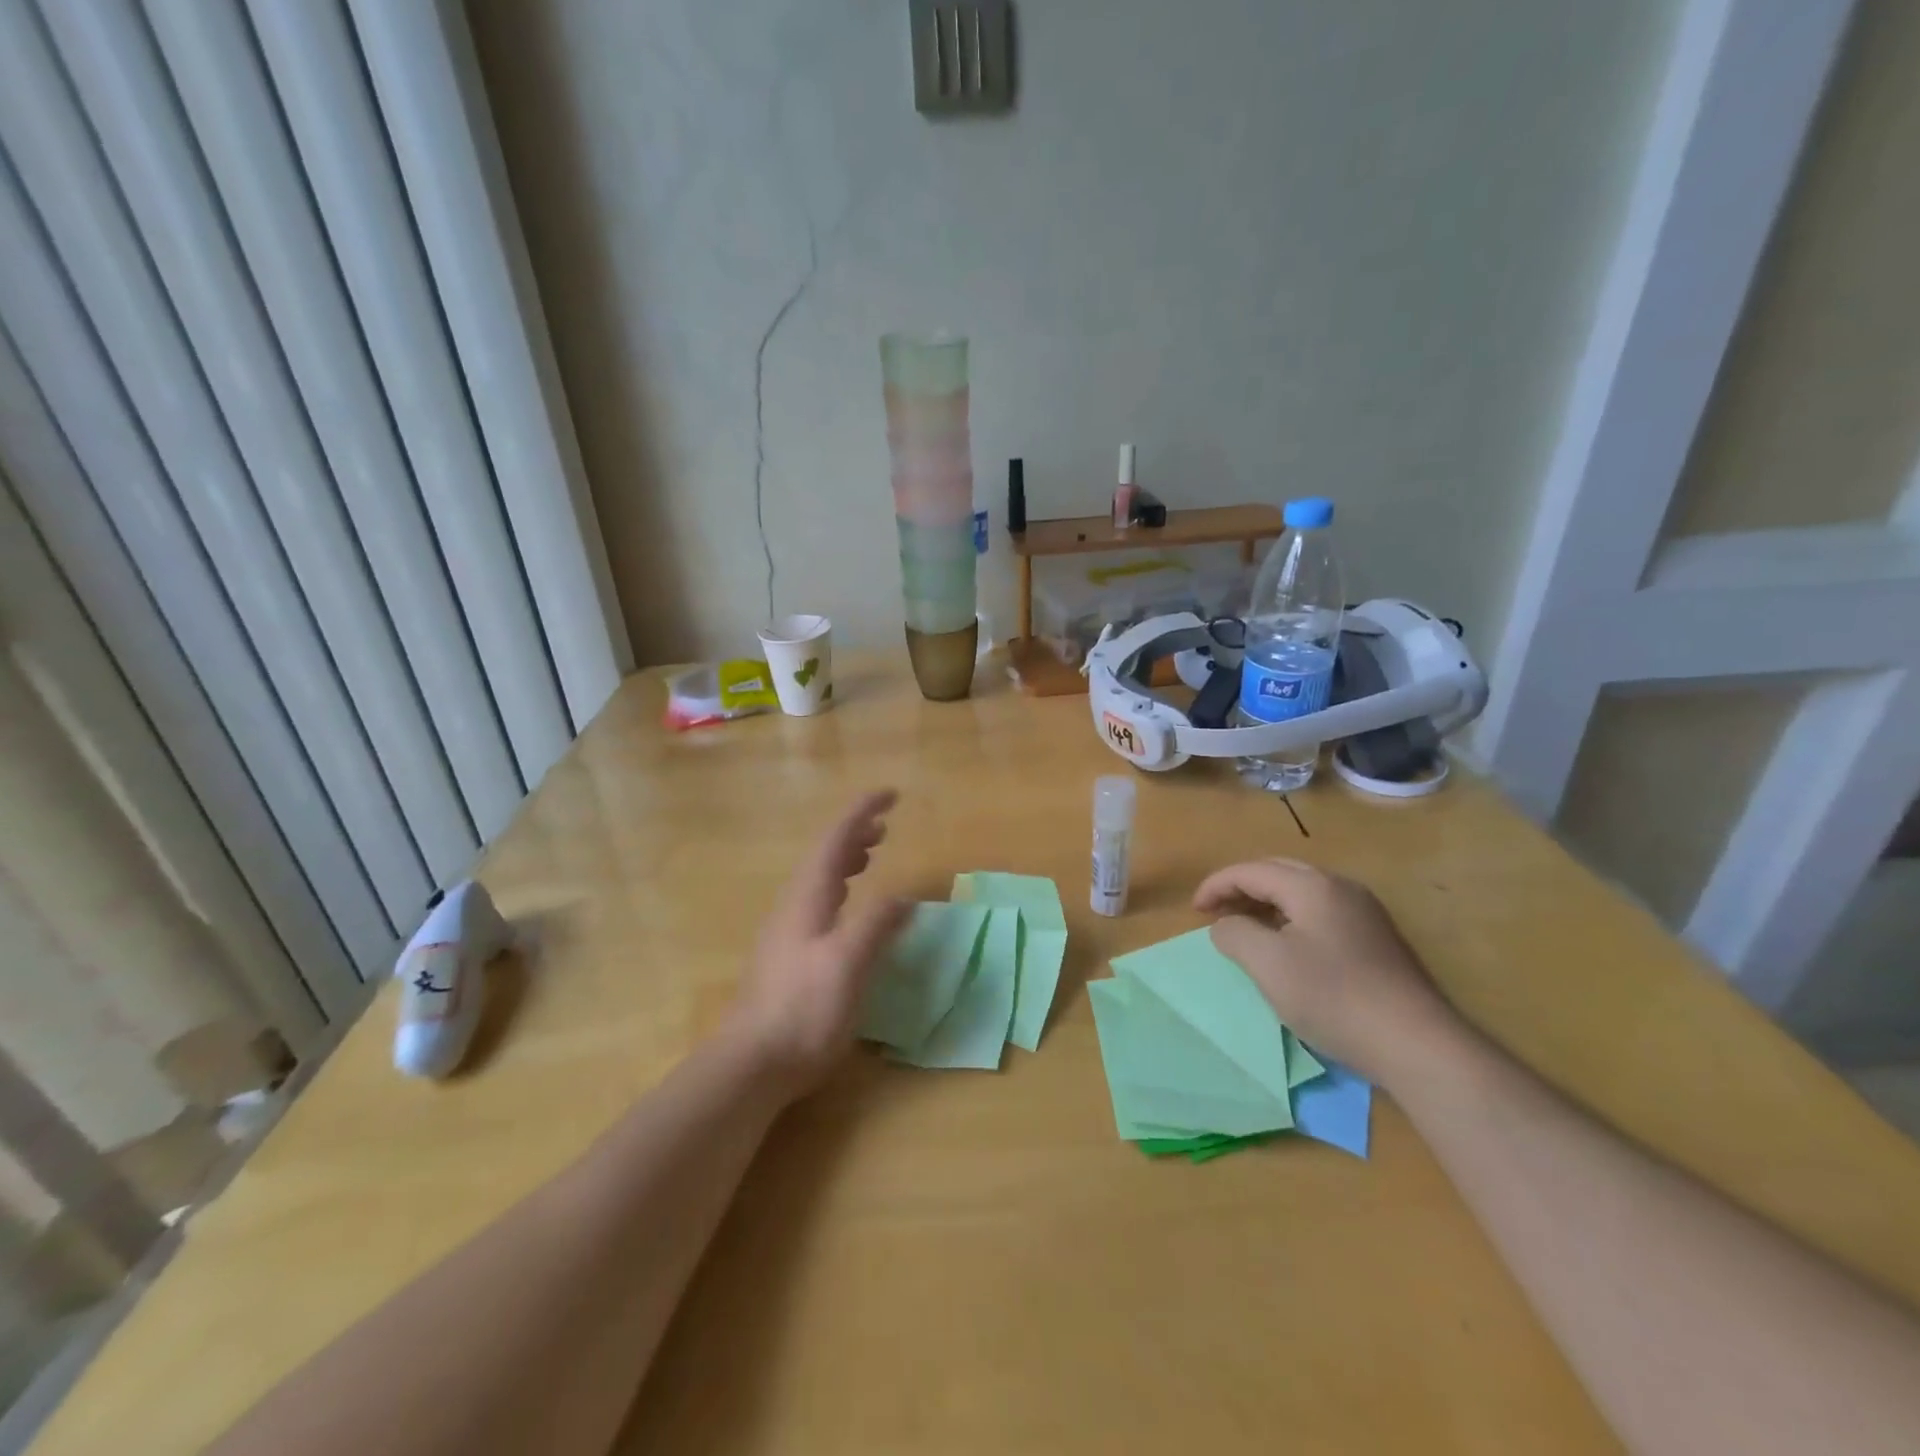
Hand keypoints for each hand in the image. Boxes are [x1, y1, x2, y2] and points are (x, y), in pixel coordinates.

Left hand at [730, 790, 908, 1091]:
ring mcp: (787, 931)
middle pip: (824, 855)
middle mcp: (794, 905)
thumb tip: (904, 898)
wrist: (752, 1062)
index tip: (890, 795)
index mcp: (808, 897)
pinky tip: (848, 911)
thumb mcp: (849, 962)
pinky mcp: (788, 955)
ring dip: (845, 860)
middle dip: (854, 834)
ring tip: (870, 856)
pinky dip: (840, 889)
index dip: (862, 812)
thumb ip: (876, 924)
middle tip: (884, 826)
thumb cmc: (804, 1008)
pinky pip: (818, 903)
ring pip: (819, 879)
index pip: (835, 839)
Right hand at [1193, 859, 1459, 1086]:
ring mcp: (1364, 913)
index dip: (1216, 885)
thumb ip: (1234, 933)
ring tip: (1244, 928)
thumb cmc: (1334, 997)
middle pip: (1278, 872)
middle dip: (1241, 888)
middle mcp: (1340, 887)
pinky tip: (1287, 947)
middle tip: (1215, 913)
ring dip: (1266, 903)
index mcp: (1312, 886)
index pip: (1251, 870)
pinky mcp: (1377, 939)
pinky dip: (1290, 919)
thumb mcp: (1267, 964)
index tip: (1193, 911)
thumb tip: (1225, 924)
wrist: (1418, 1044)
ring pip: (1301, 892)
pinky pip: (1320, 913)